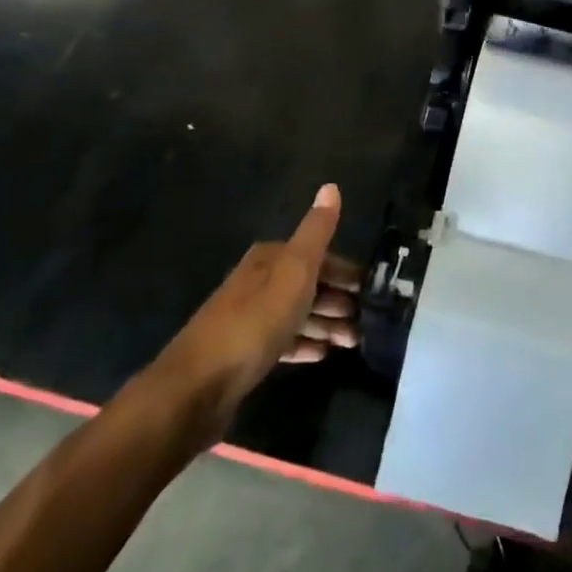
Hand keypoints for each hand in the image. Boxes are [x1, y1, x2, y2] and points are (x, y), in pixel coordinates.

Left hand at [164, 184, 360, 426]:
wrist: (199, 385)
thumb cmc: (255, 320)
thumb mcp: (295, 270)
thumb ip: (316, 231)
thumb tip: (331, 186)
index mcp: (270, 258)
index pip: (318, 256)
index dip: (346, 272)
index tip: (372, 291)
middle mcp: (259, 281)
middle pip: (308, 285)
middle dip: (339, 300)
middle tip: (367, 321)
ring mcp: (250, 318)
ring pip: (297, 314)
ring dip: (326, 324)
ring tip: (353, 341)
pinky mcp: (244, 353)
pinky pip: (283, 341)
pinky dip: (304, 344)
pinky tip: (322, 355)